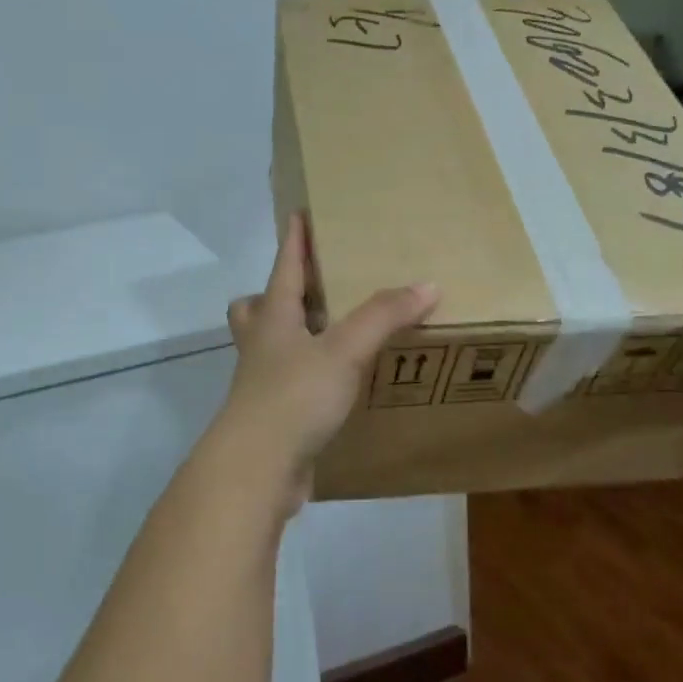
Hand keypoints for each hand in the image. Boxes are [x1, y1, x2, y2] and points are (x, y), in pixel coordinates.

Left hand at [217, 214, 439, 512]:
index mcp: (273, 319)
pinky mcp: (272, 418)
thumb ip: (383, 316)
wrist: (257, 468)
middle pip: (256, 310)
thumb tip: (426, 285)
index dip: (293, 241)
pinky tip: (336, 387)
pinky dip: (307, 378)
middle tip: (308, 291)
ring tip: (332, 336)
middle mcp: (261, 347)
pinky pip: (287, 387)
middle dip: (275, 295)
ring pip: (270, 349)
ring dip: (292, 337)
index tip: (298, 213)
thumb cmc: (294, 397)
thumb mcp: (343, 350)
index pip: (284, 268)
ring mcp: (261, 385)